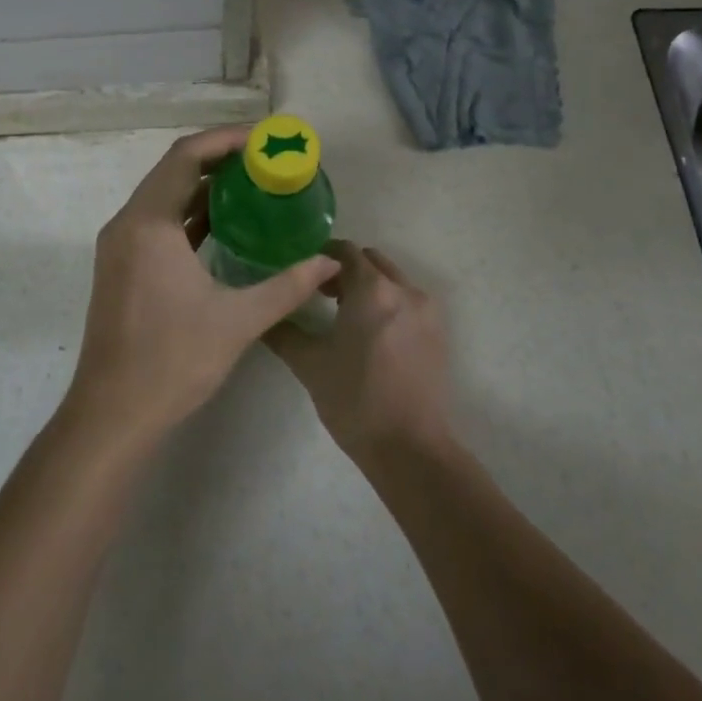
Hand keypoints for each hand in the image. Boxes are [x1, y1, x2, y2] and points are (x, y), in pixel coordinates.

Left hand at [63, 127, 339, 448]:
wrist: (113, 413)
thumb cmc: (173, 360)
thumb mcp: (239, 320)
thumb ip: (288, 286)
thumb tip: (329, 262)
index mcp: (149, 224)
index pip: (186, 157)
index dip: (225, 140)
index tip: (263, 140)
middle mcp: (128, 223)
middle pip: (173, 170)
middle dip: (217, 158)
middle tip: (263, 160)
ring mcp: (120, 245)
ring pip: (163, 195)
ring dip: (202, 186)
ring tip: (251, 184)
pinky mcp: (121, 264)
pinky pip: (157, 221)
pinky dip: (188, 213)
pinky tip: (224, 223)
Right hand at [266, 241, 453, 460]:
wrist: (410, 449)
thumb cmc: (355, 400)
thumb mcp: (309, 364)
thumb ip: (283, 332)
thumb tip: (262, 315)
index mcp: (372, 290)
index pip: (345, 251)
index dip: (321, 256)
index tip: (302, 271)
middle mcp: (404, 290)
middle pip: (371, 261)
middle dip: (345, 270)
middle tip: (320, 293)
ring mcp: (426, 312)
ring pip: (392, 281)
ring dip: (368, 286)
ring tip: (343, 314)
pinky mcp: (438, 334)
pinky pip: (408, 302)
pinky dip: (387, 304)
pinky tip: (370, 335)